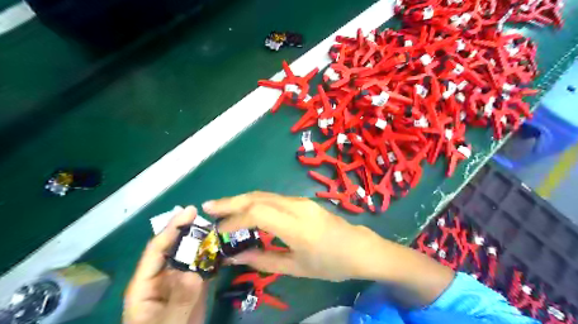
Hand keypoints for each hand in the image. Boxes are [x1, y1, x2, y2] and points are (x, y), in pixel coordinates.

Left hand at [123, 208, 208, 323]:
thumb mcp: (169, 323)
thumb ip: (179, 300)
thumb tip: (193, 274)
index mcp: (146, 283)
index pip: (157, 249)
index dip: (172, 228)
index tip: (190, 211)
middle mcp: (163, 275)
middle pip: (175, 246)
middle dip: (189, 228)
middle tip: (207, 213)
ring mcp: (180, 279)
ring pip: (191, 253)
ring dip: (204, 239)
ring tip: (218, 226)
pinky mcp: (194, 284)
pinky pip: (203, 264)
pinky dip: (213, 254)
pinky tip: (224, 245)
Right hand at [204, 191, 456, 305]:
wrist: (360, 248)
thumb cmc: (331, 263)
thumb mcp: (296, 268)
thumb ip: (263, 260)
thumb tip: (235, 255)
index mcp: (298, 226)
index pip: (257, 214)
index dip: (233, 221)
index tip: (218, 232)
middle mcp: (297, 206)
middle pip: (258, 197)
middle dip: (231, 201)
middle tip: (208, 207)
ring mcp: (301, 200)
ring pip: (265, 194)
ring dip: (241, 199)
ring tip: (221, 208)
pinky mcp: (302, 201)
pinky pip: (273, 197)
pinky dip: (254, 201)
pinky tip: (245, 209)